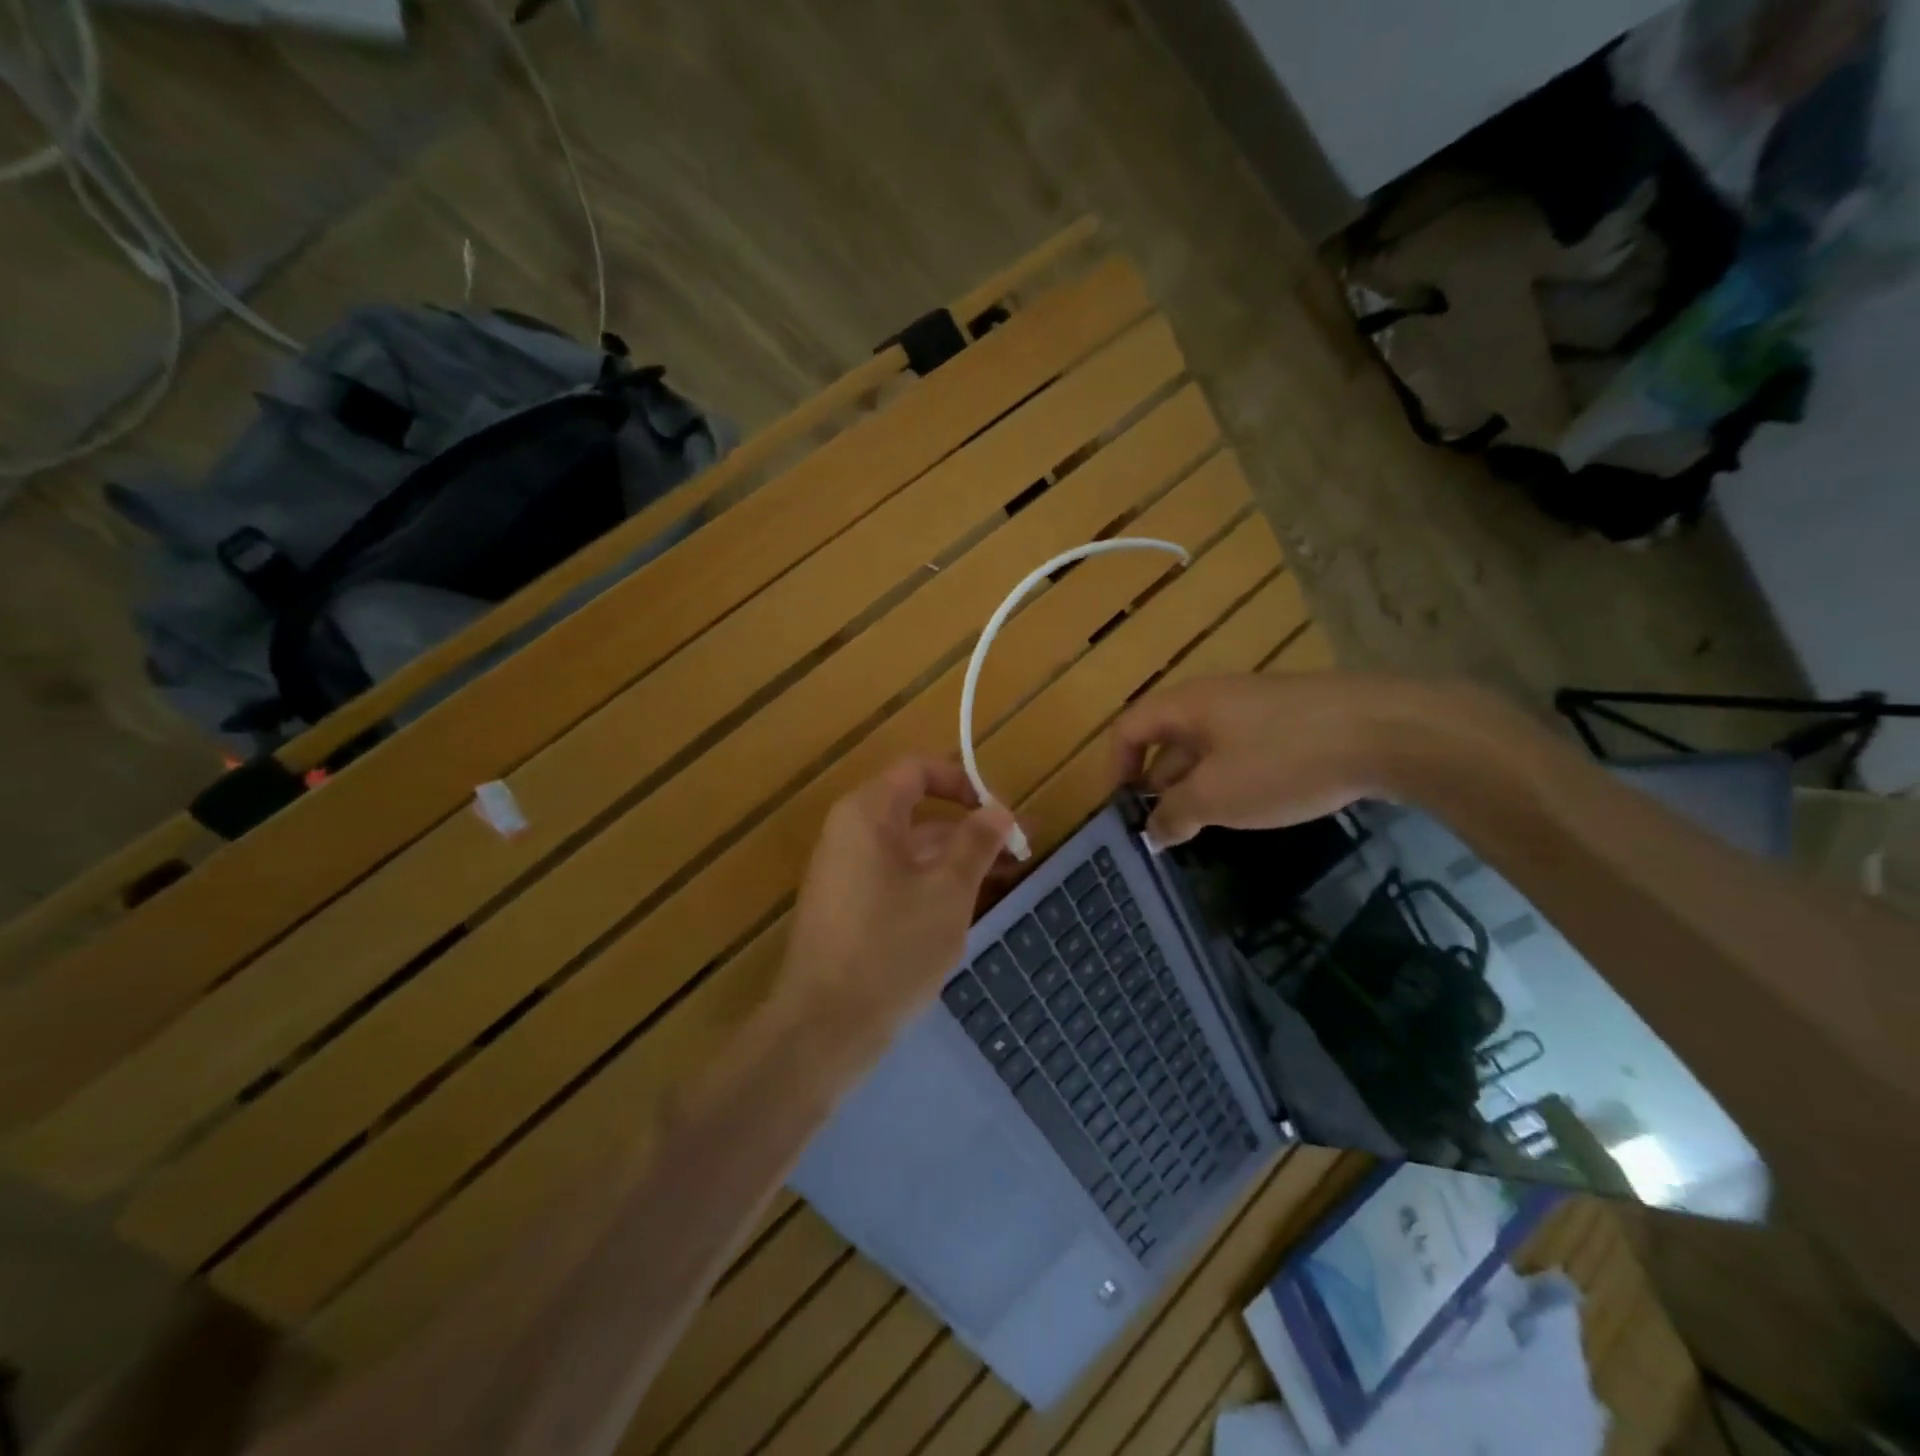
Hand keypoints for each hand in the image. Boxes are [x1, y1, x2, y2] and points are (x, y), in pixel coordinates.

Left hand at [778, 756, 1016, 1059]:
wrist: (823, 1029)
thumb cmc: (891, 949)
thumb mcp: (947, 893)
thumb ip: (976, 843)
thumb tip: (999, 809)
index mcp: (867, 815)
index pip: (918, 770)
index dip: (963, 782)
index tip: (1001, 812)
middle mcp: (850, 834)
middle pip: (917, 812)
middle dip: (971, 828)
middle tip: (1021, 850)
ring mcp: (846, 874)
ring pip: (911, 851)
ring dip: (958, 858)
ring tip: (1008, 877)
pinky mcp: (848, 909)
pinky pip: (897, 879)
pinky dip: (933, 883)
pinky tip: (968, 905)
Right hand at [1112, 673, 1427, 846]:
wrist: (1385, 731)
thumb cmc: (1282, 761)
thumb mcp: (1217, 796)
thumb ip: (1175, 815)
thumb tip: (1152, 832)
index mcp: (1187, 705)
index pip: (1129, 727)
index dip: (1116, 766)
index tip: (1123, 808)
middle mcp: (1216, 697)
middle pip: (1168, 736)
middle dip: (1157, 781)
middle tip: (1161, 825)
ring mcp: (1258, 706)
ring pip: (1208, 745)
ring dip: (1195, 783)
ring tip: (1201, 822)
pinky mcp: (1294, 719)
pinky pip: (1244, 748)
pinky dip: (1231, 777)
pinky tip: (1250, 806)